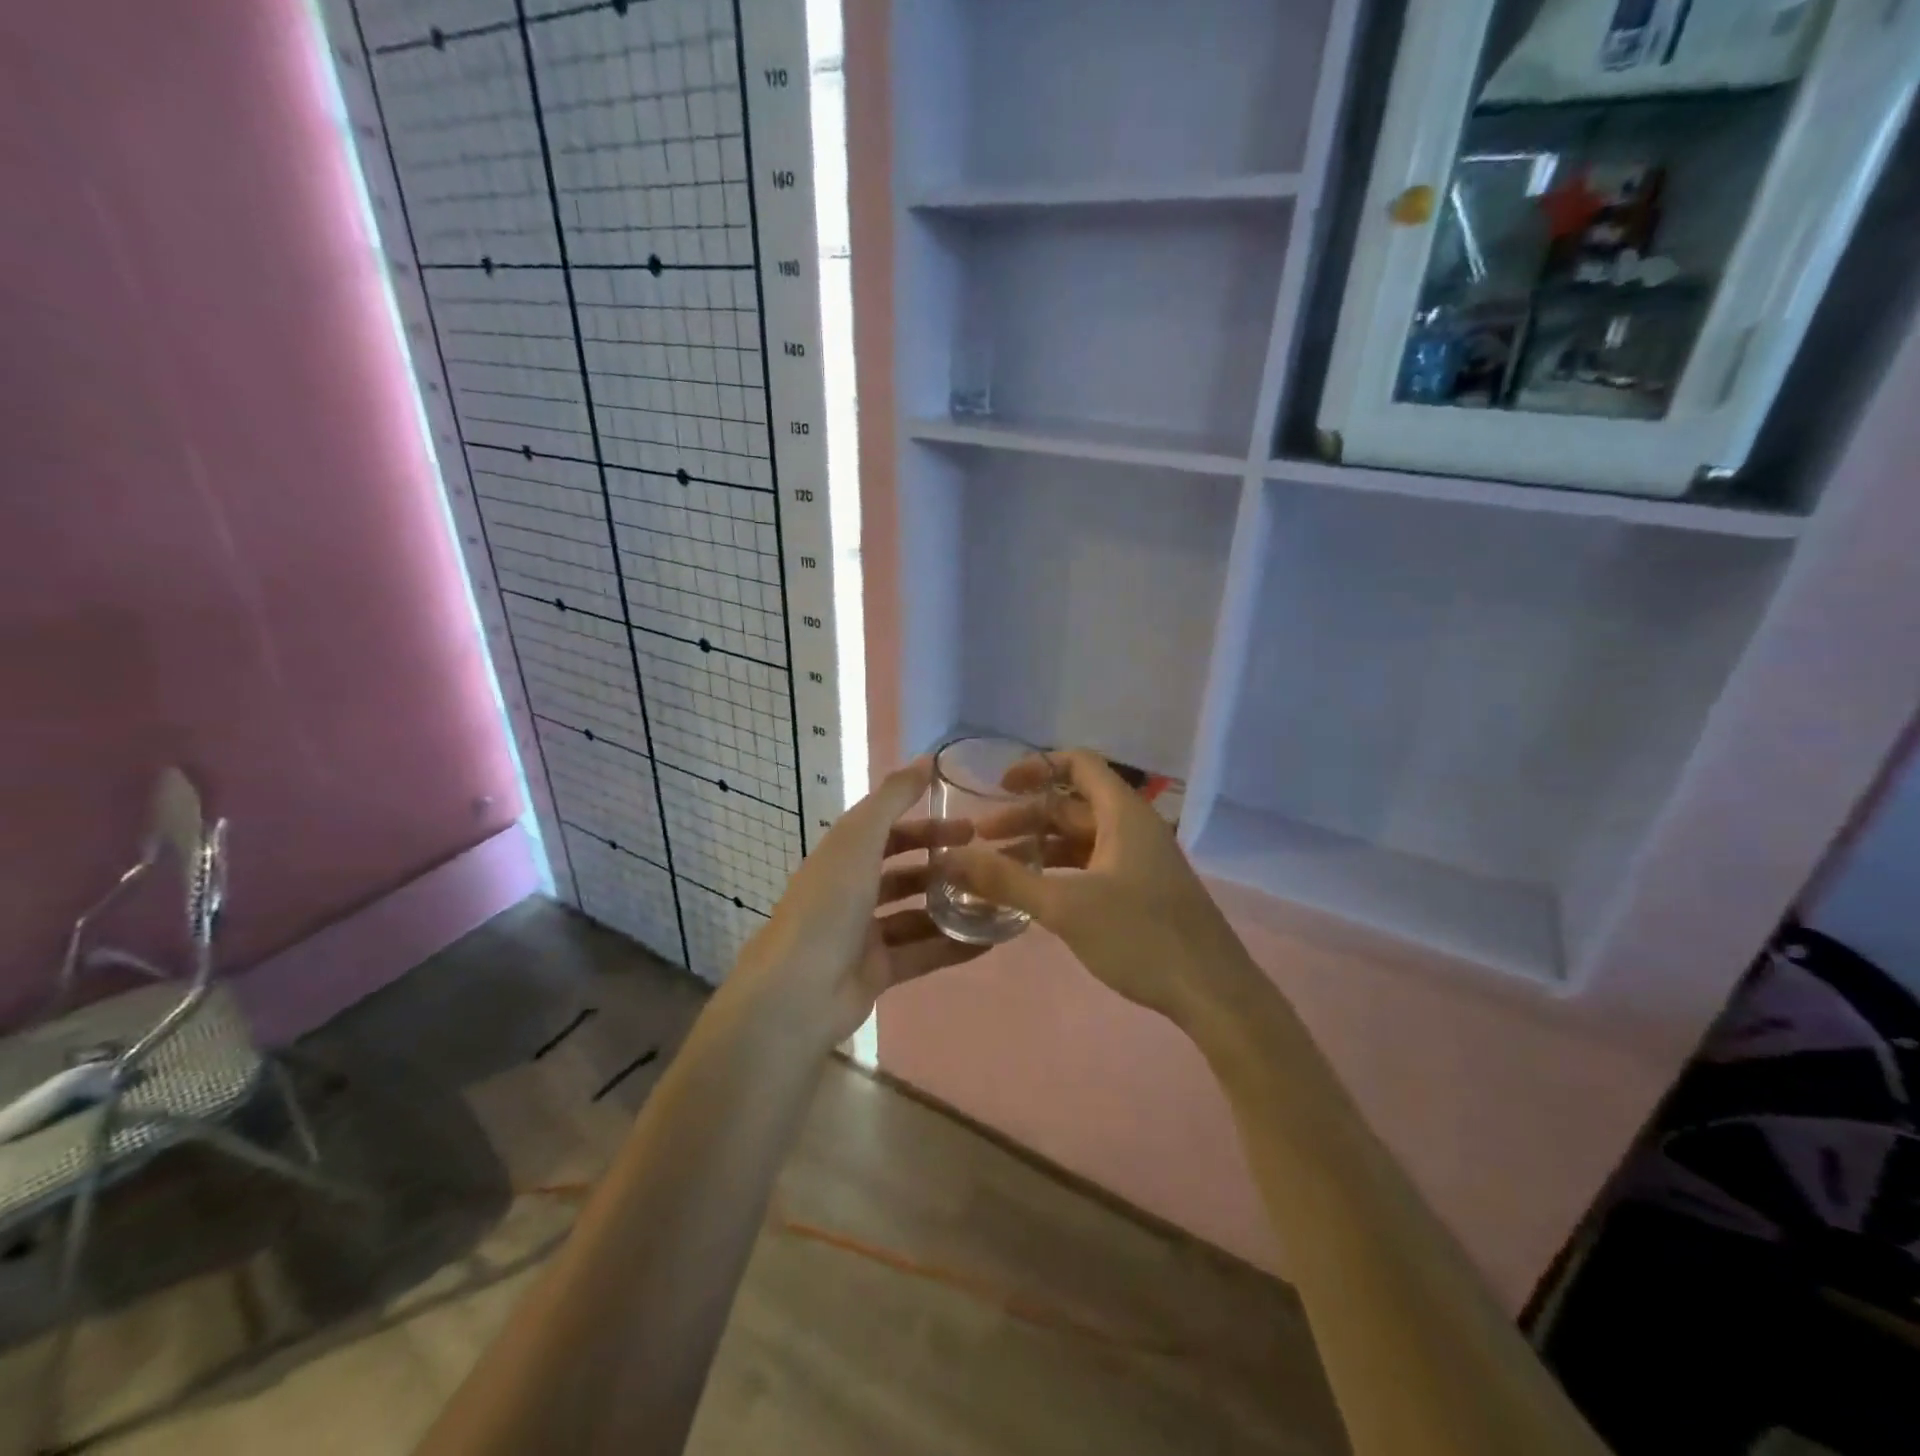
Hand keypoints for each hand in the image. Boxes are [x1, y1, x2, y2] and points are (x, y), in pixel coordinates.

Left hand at [734, 758, 986, 1041]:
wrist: (797, 992)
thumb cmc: (828, 905)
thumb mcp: (859, 840)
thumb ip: (891, 799)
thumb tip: (923, 760)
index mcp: (843, 857)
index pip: (888, 832)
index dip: (926, 825)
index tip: (968, 825)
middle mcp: (853, 892)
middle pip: (904, 873)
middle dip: (943, 866)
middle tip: (987, 864)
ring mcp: (865, 934)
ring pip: (917, 915)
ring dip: (952, 907)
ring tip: (996, 902)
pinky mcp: (878, 971)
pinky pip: (923, 953)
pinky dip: (953, 947)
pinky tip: (990, 941)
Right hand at [948, 750, 1259, 1026]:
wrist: (1213, 993)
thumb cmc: (1141, 937)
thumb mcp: (1066, 907)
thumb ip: (1006, 881)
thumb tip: (949, 859)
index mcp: (1123, 814)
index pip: (1079, 765)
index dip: (1037, 767)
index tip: (998, 786)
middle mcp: (1133, 828)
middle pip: (1073, 805)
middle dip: (1026, 816)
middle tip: (982, 839)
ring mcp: (1140, 861)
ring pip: (1081, 839)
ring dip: (1040, 847)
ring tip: (997, 868)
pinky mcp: (1141, 891)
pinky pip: (1092, 865)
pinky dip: (1060, 871)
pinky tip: (1034, 893)